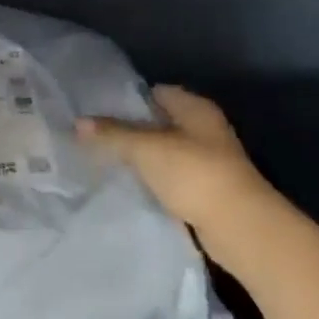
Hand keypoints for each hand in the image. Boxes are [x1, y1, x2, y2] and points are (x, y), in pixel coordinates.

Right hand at [78, 86, 274, 245]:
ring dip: (142, 158)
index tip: (97, 110)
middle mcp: (205, 129)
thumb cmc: (194, 173)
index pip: (156, 92)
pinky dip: (153, 180)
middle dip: (130, 130)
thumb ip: (112, 134)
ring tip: (105, 162)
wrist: (238, 226)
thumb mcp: (146, 149)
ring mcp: (208, 161)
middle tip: (95, 137)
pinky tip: (130, 187)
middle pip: (160, 122)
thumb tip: (79, 122)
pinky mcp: (206, 190)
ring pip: (165, 152)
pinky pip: (171, 178)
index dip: (128, 98)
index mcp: (195, 108)